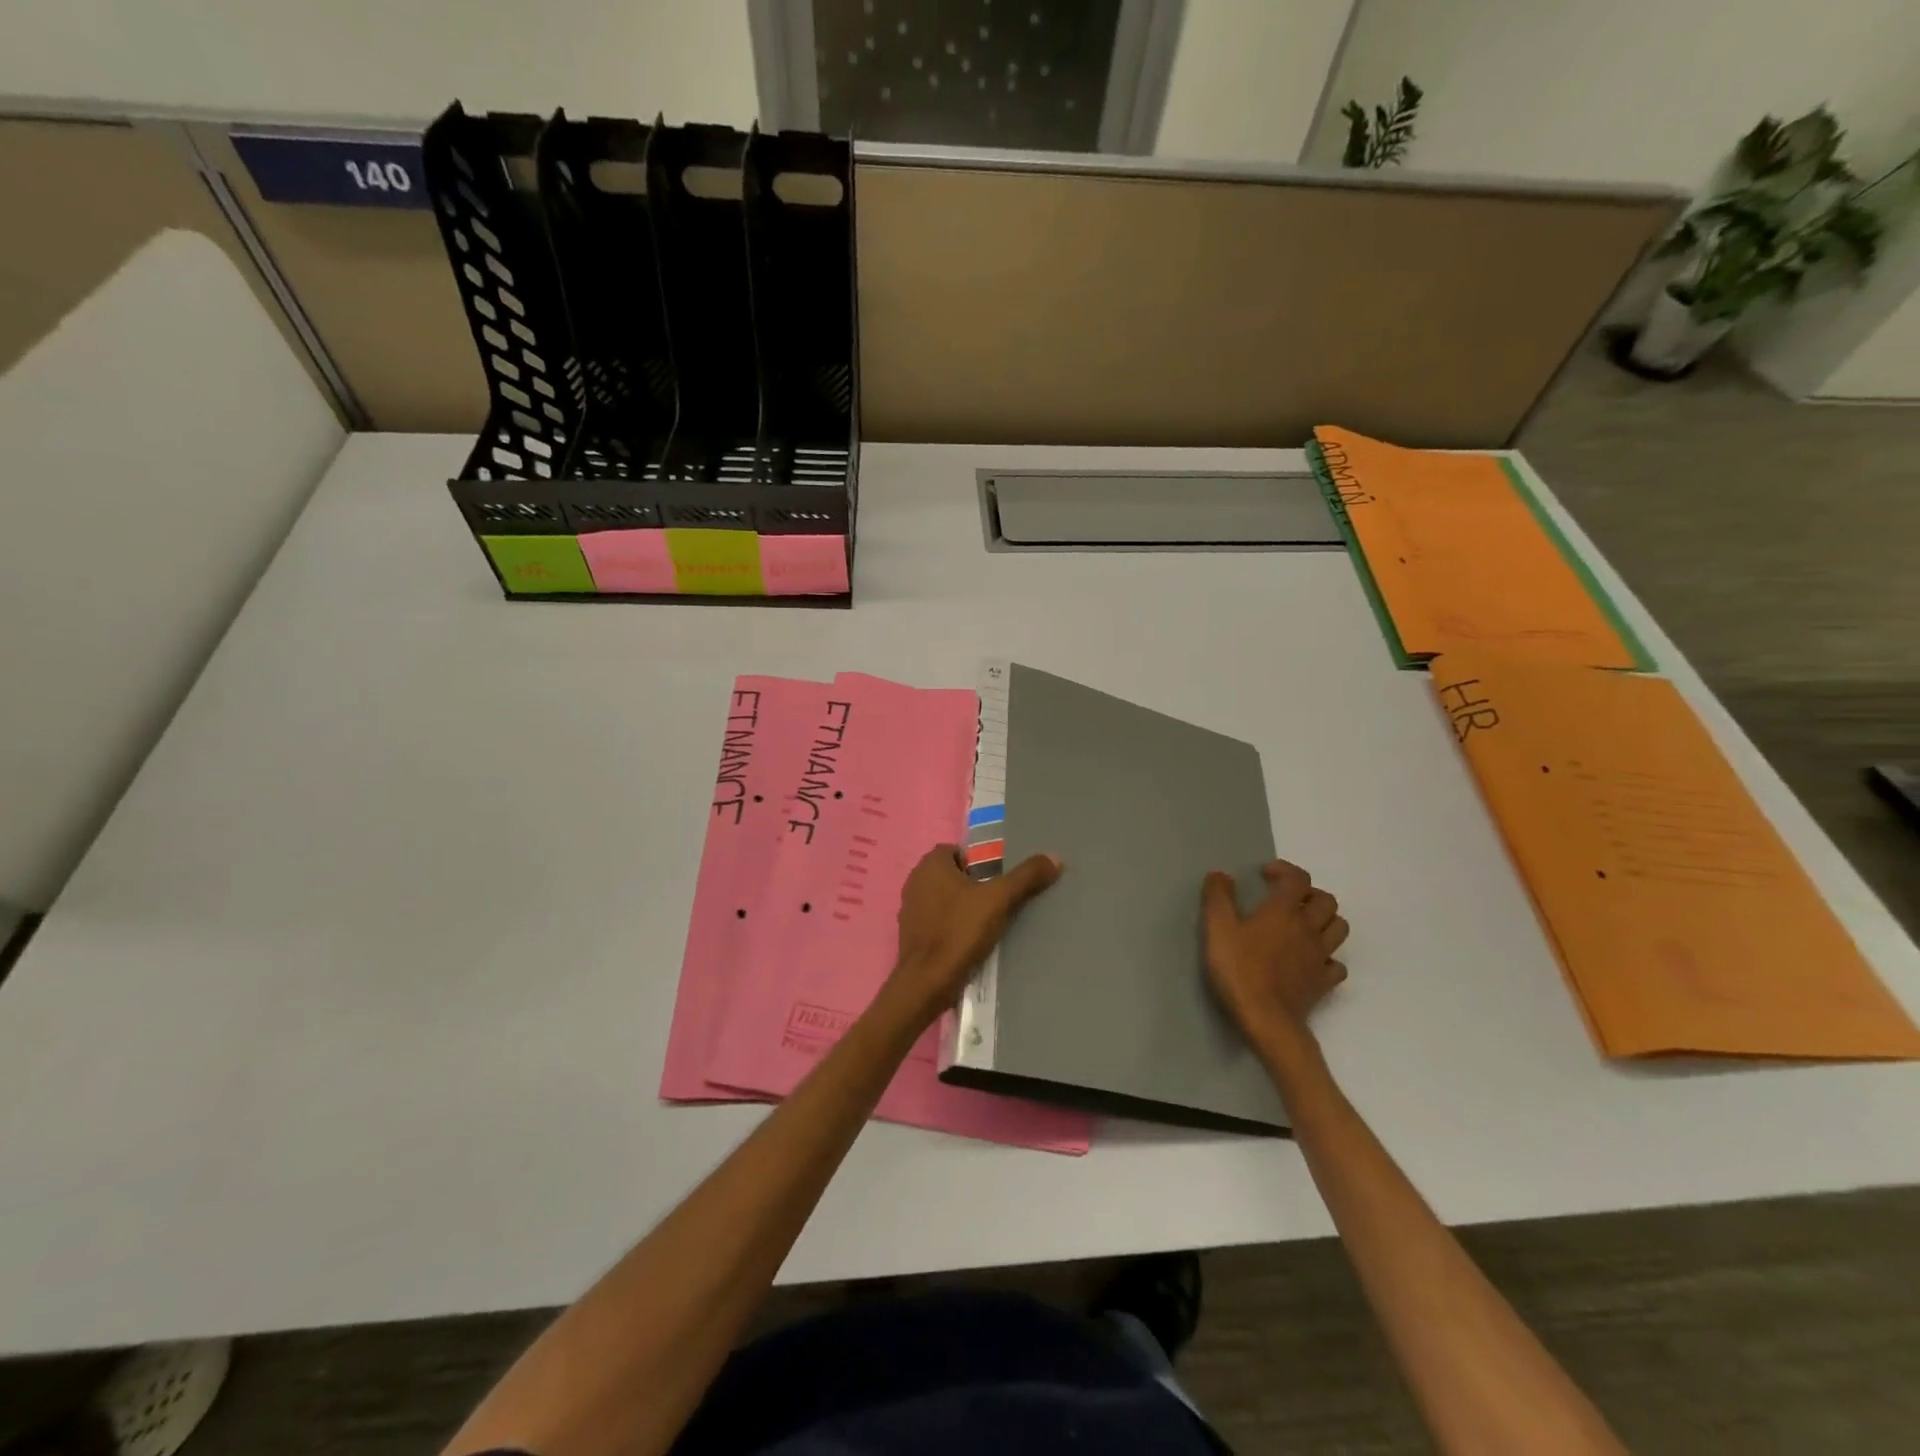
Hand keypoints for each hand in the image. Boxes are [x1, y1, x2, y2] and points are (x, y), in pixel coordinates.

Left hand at [886, 845, 1062, 1025]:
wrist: (926, 983)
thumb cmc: (959, 932)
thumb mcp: (999, 900)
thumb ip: (1025, 877)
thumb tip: (1054, 858)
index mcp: (931, 864)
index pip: (959, 851)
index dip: (980, 861)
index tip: (1000, 878)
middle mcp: (916, 880)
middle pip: (953, 874)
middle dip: (975, 884)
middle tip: (1000, 900)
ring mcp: (910, 908)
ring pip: (944, 898)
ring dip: (963, 906)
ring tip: (989, 922)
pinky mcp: (910, 933)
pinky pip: (936, 920)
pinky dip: (951, 925)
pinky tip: (970, 941)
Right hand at [1202, 859, 1349, 1039]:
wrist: (1266, 1019)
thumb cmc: (1239, 969)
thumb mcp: (1217, 928)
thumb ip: (1218, 897)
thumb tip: (1220, 875)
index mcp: (1283, 911)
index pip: (1297, 878)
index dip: (1284, 870)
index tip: (1265, 875)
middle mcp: (1308, 928)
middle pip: (1326, 900)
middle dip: (1309, 894)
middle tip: (1287, 899)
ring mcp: (1320, 957)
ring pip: (1338, 928)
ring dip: (1324, 920)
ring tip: (1303, 925)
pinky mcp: (1323, 983)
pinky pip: (1336, 964)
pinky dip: (1327, 957)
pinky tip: (1310, 961)